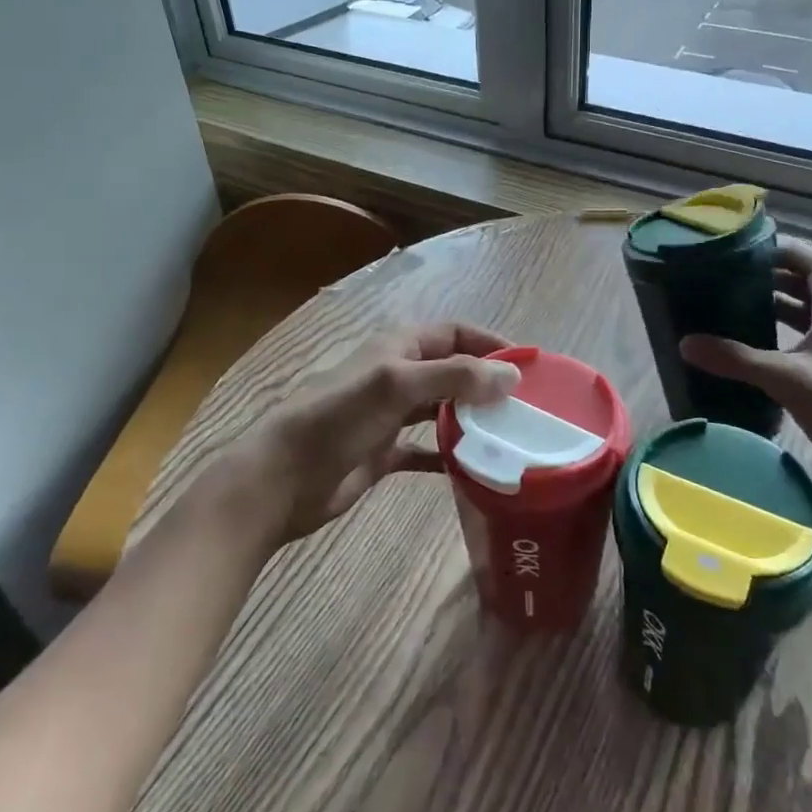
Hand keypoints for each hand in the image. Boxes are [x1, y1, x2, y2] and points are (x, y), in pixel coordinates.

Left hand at [217, 322, 520, 546]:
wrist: (282, 478)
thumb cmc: (337, 418)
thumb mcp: (396, 385)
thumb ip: (453, 377)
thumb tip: (512, 375)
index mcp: (398, 348)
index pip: (455, 333)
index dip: (490, 343)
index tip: (529, 365)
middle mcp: (398, 375)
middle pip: (452, 371)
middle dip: (486, 384)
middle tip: (527, 407)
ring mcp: (390, 416)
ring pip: (442, 409)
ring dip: (471, 419)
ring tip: (511, 437)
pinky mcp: (384, 453)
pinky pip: (426, 449)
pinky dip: (449, 456)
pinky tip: (475, 470)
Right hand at [680, 238, 811, 523]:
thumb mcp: (789, 380)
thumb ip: (737, 360)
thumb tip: (685, 343)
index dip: (786, 252)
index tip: (748, 251)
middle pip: (806, 291)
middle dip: (770, 280)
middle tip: (728, 279)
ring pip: (801, 322)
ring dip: (771, 312)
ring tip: (729, 310)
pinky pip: (797, 351)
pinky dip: (773, 345)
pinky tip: (746, 357)